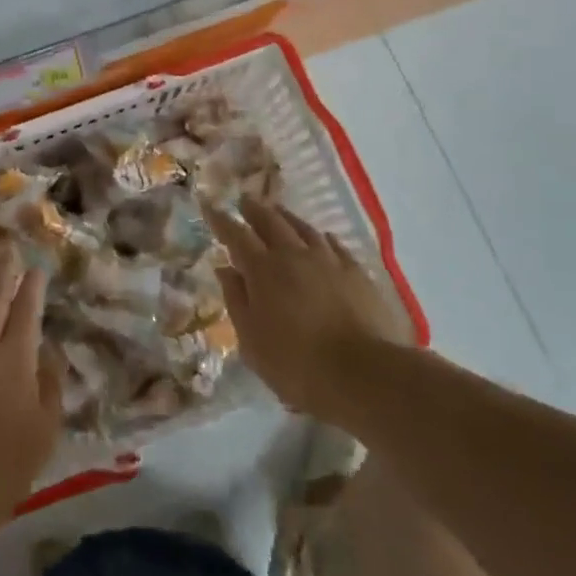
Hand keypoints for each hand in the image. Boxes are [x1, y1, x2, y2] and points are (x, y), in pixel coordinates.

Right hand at [207, 195, 413, 415]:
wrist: (364, 375)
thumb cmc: (296, 364)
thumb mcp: (251, 340)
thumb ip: (236, 300)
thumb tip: (225, 270)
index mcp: (263, 270)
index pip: (236, 235)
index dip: (221, 220)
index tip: (210, 206)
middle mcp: (294, 255)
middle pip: (271, 222)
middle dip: (255, 209)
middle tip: (245, 199)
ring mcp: (329, 261)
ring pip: (304, 228)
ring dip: (287, 217)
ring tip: (278, 212)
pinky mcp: (357, 273)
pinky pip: (335, 245)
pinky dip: (323, 238)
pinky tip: (323, 238)